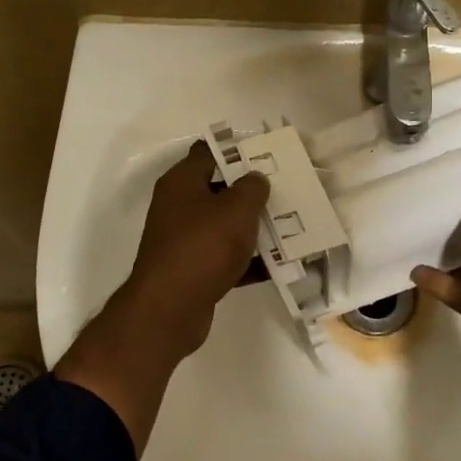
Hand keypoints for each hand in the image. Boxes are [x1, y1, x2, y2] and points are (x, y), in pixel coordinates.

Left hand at [125, 140, 270, 356]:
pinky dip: (248, 261)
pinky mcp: (193, 271)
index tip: (267, 154)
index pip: (208, 153)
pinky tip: (278, 265)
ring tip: (290, 226)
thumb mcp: (236, 209)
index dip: (237, 150)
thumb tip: (255, 179)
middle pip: (219, 190)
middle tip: (285, 191)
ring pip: (224, 226)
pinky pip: (225, 258)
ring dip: (253, 228)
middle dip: (251, 192)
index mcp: (181, 183)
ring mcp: (184, 241)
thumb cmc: (203, 247)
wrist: (170, 309)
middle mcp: (178, 207)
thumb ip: (252, 188)